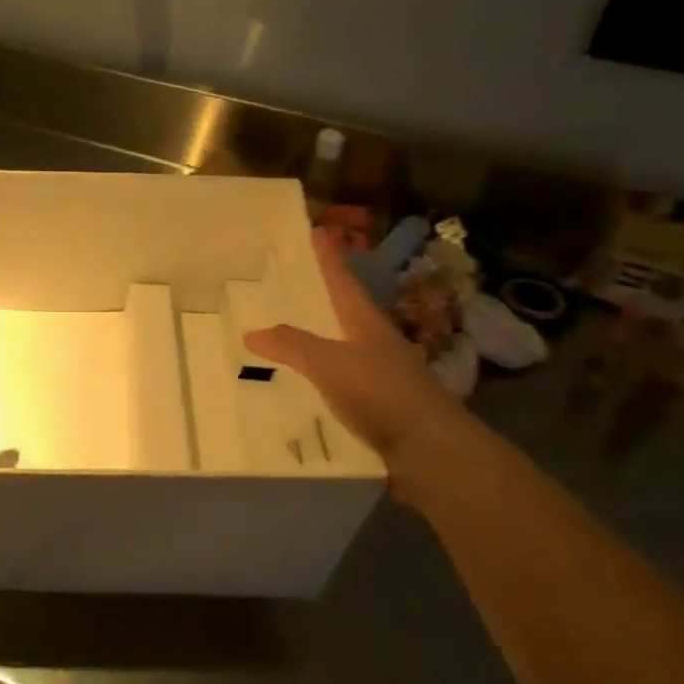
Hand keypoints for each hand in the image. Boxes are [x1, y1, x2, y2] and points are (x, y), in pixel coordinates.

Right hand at [243, 228, 465, 500]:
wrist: (432, 452)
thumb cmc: (382, 393)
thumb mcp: (330, 363)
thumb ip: (292, 345)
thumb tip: (251, 331)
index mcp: (366, 324)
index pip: (343, 282)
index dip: (329, 258)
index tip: (317, 230)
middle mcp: (377, 344)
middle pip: (345, 313)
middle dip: (322, 298)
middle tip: (291, 285)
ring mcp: (383, 377)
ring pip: (344, 350)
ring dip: (320, 341)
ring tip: (287, 338)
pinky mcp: (382, 408)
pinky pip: (343, 385)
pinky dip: (323, 380)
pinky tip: (303, 390)